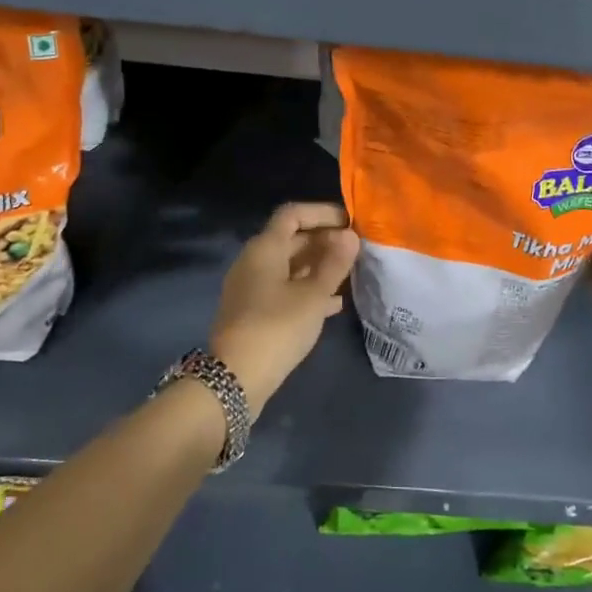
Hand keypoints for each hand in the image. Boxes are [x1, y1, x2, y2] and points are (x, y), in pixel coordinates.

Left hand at [209, 202, 360, 415]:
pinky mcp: (254, 311)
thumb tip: (350, 235)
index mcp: (264, 248)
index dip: (322, 213)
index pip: (293, 214)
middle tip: (356, 250)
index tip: (350, 222)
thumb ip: (334, 264)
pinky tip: (334, 304)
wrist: (235, 378)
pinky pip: (285, 289)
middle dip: (324, 240)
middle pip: (291, 239)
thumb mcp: (313, 295)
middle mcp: (254, 261)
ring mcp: (252, 287)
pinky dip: (308, 289)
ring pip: (290, 266)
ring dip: (319, 266)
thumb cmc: (277, 328)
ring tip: (350, 273)